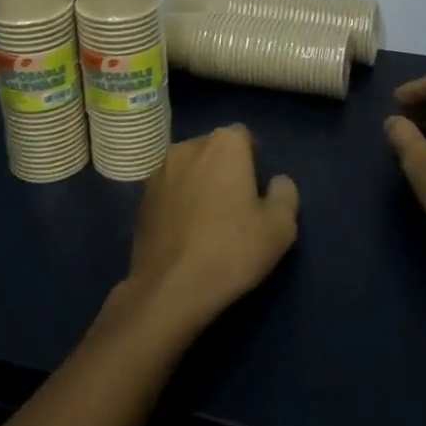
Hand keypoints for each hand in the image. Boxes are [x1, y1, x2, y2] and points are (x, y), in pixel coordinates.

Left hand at [122, 126, 298, 332]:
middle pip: (213, 150)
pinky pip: (168, 191)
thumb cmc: (232, 250)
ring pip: (188, 169)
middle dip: (225, 169)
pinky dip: (178, 202)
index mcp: (223, 145)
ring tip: (208, 221)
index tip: (257, 190)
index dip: (253, 161)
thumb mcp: (280, 227)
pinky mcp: (140, 198)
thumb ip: (285, 194)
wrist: (170, 288)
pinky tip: (185, 233)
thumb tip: (278, 182)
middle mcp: (186, 147)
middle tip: (236, 206)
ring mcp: (158, 172)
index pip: (244, 137)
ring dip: (198, 184)